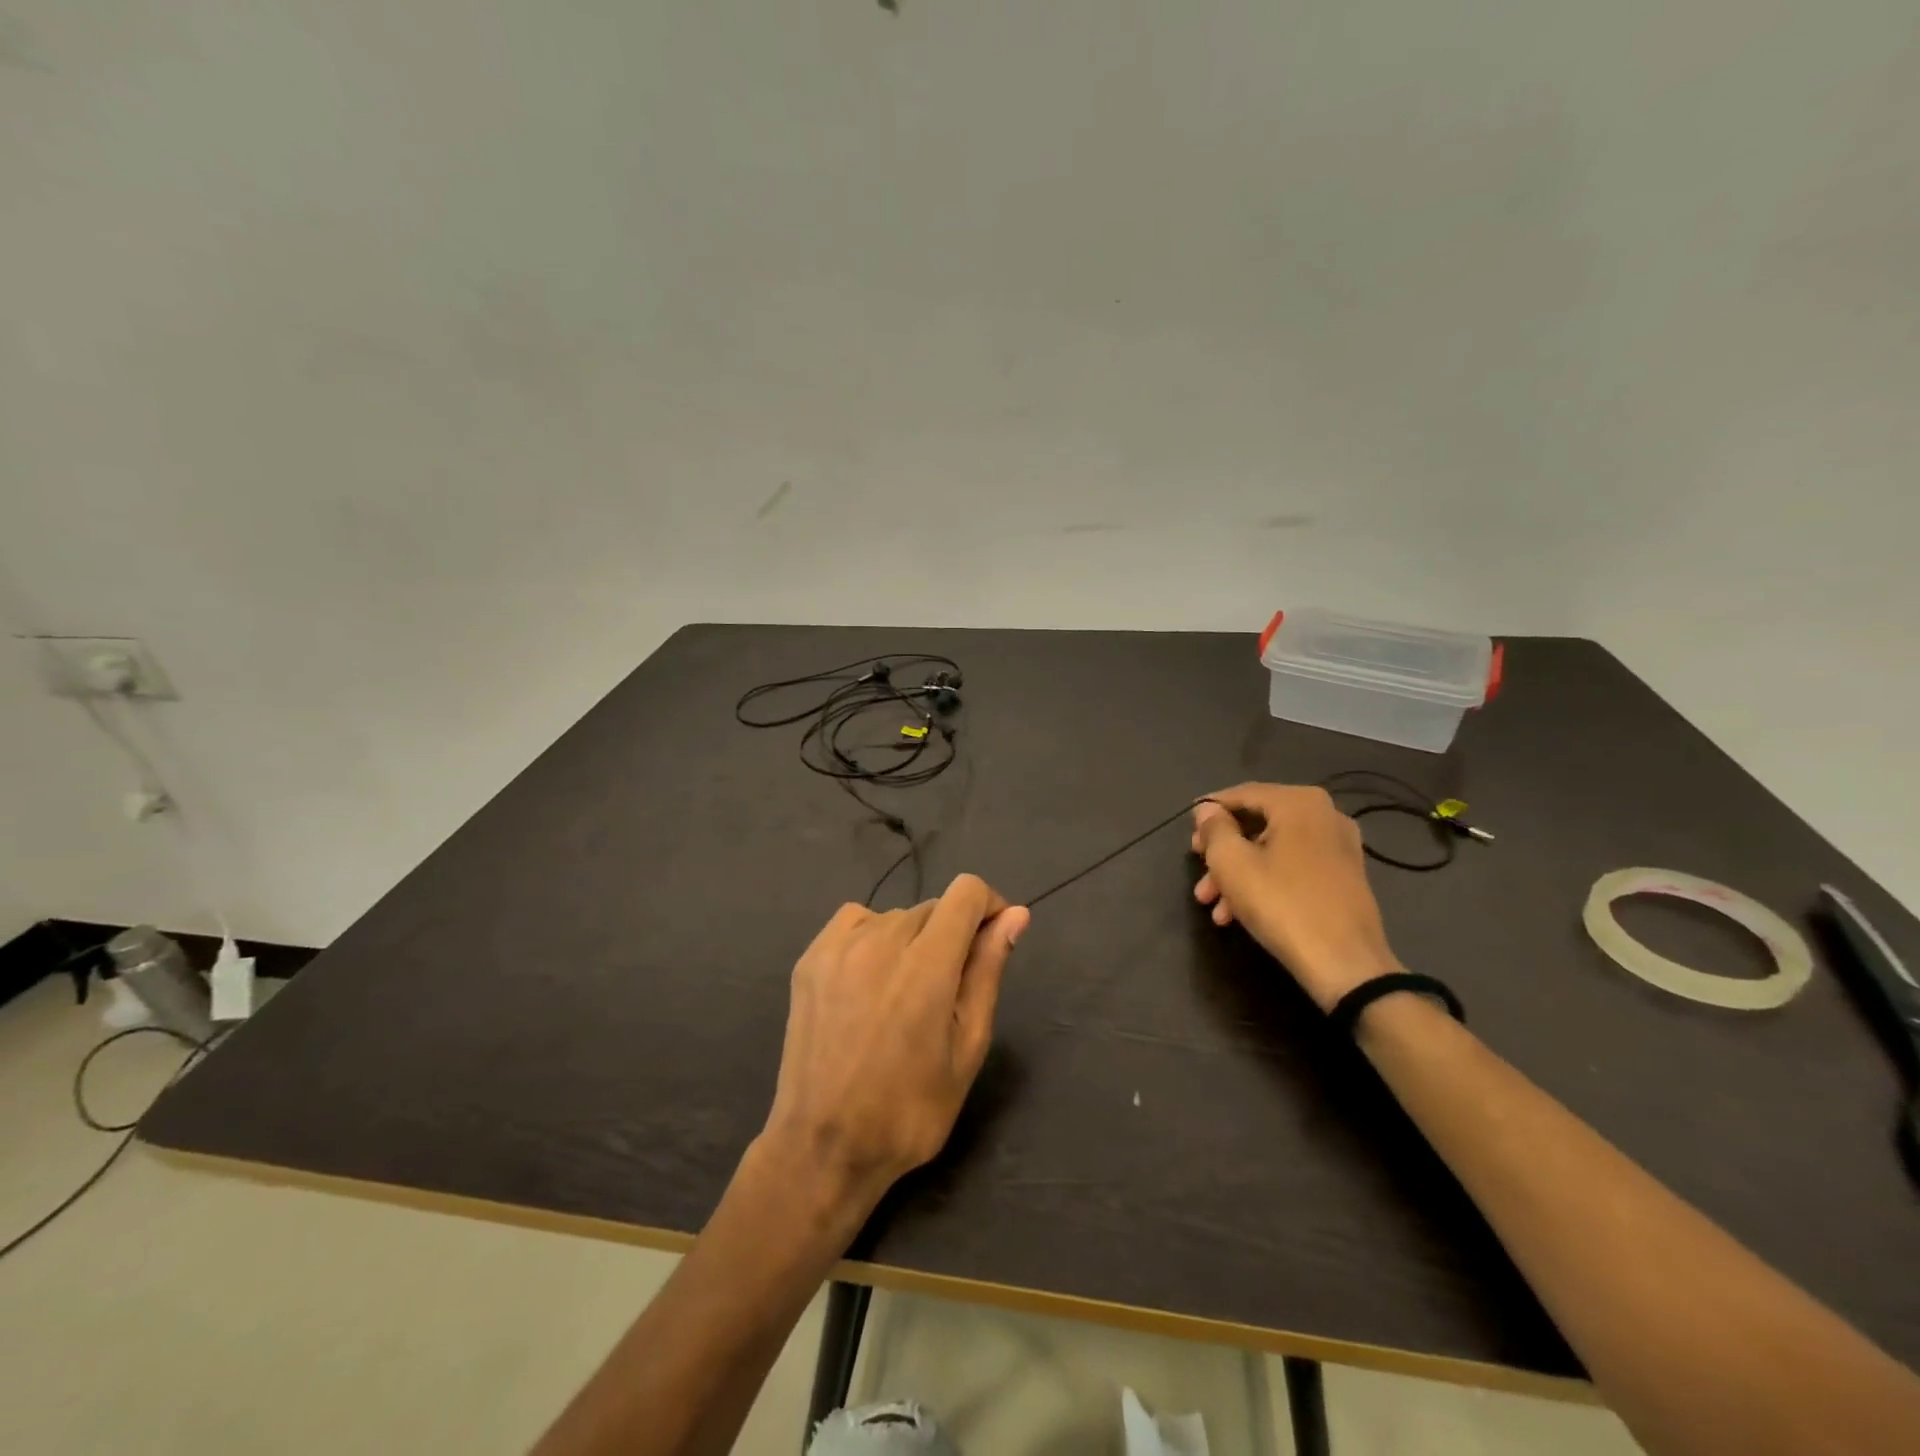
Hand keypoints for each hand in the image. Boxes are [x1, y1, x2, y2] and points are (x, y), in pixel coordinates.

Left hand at [758, 874, 1029, 1223]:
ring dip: (913, 940)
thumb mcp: (967, 1047)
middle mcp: (881, 939)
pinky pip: (857, 921)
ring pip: (896, 916)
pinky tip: (870, 980)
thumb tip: (1015, 915)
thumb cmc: (909, 1109)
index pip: (966, 892)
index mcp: (926, 964)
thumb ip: (988, 971)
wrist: (823, 1146)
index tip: (992, 940)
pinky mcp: (811, 957)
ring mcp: (839, 945)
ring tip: (904, 994)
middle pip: (933, 907)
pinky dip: (874, 938)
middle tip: (946, 994)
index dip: (989, 906)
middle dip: (952, 936)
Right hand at [1191, 784, 1400, 1010]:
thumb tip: (1208, 811)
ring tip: (1212, 905)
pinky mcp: (1345, 877)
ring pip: (1273, 849)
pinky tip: (1238, 913)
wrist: (1346, 964)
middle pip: (1257, 824)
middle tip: (1197, 872)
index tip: (1187, 832)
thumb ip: (1214, 829)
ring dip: (1238, 873)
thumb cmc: (1282, 904)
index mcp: (1299, 802)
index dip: (1209, 811)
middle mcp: (1325, 815)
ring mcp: (1339, 847)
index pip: (1241, 794)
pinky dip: (1265, 881)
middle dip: (1222, 851)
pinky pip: (1293, 866)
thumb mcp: (1232, 864)